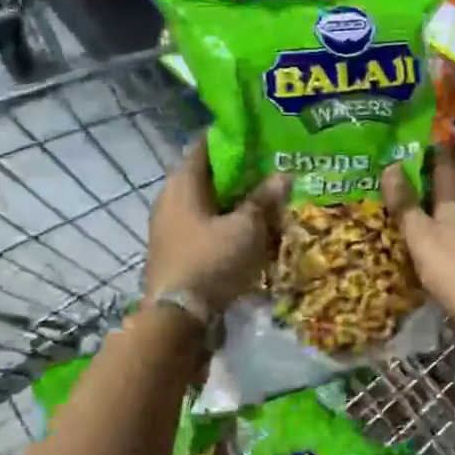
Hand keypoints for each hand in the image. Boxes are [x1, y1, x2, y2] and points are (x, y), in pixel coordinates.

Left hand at [144, 146, 287, 317]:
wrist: (177, 319)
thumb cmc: (211, 261)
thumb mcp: (247, 227)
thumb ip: (264, 199)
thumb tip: (283, 175)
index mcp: (182, 183)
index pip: (205, 145)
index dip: (233, 137)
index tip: (260, 135)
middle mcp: (171, 199)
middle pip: (209, 175)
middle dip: (241, 172)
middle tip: (274, 168)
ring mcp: (172, 227)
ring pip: (210, 203)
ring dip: (237, 201)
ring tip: (271, 199)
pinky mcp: (179, 251)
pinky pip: (208, 227)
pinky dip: (229, 224)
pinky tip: (254, 231)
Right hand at [383, 147, 454, 355]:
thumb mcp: (422, 235)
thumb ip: (406, 204)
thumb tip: (392, 165)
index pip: (446, 164)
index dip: (430, 150)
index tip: (409, 142)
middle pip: (445, 192)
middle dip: (421, 183)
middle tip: (389, 180)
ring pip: (445, 219)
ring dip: (424, 213)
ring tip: (394, 213)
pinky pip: (446, 244)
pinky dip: (429, 240)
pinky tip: (414, 249)